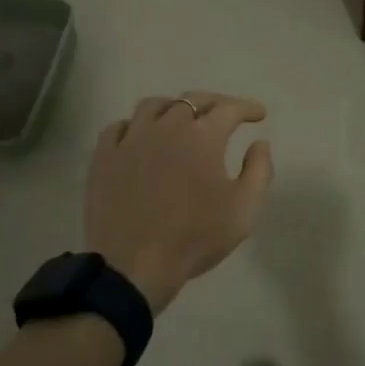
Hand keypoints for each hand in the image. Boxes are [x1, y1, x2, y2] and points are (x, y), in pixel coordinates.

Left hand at [84, 92, 273, 313]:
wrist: (134, 266)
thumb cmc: (195, 237)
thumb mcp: (244, 210)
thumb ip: (259, 170)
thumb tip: (260, 142)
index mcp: (203, 136)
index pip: (230, 108)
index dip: (247, 107)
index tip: (259, 115)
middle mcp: (167, 126)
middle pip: (192, 99)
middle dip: (214, 102)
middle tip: (225, 113)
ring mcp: (131, 139)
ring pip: (153, 106)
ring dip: (173, 107)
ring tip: (181, 119)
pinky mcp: (104, 156)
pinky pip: (118, 127)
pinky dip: (134, 126)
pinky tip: (140, 137)